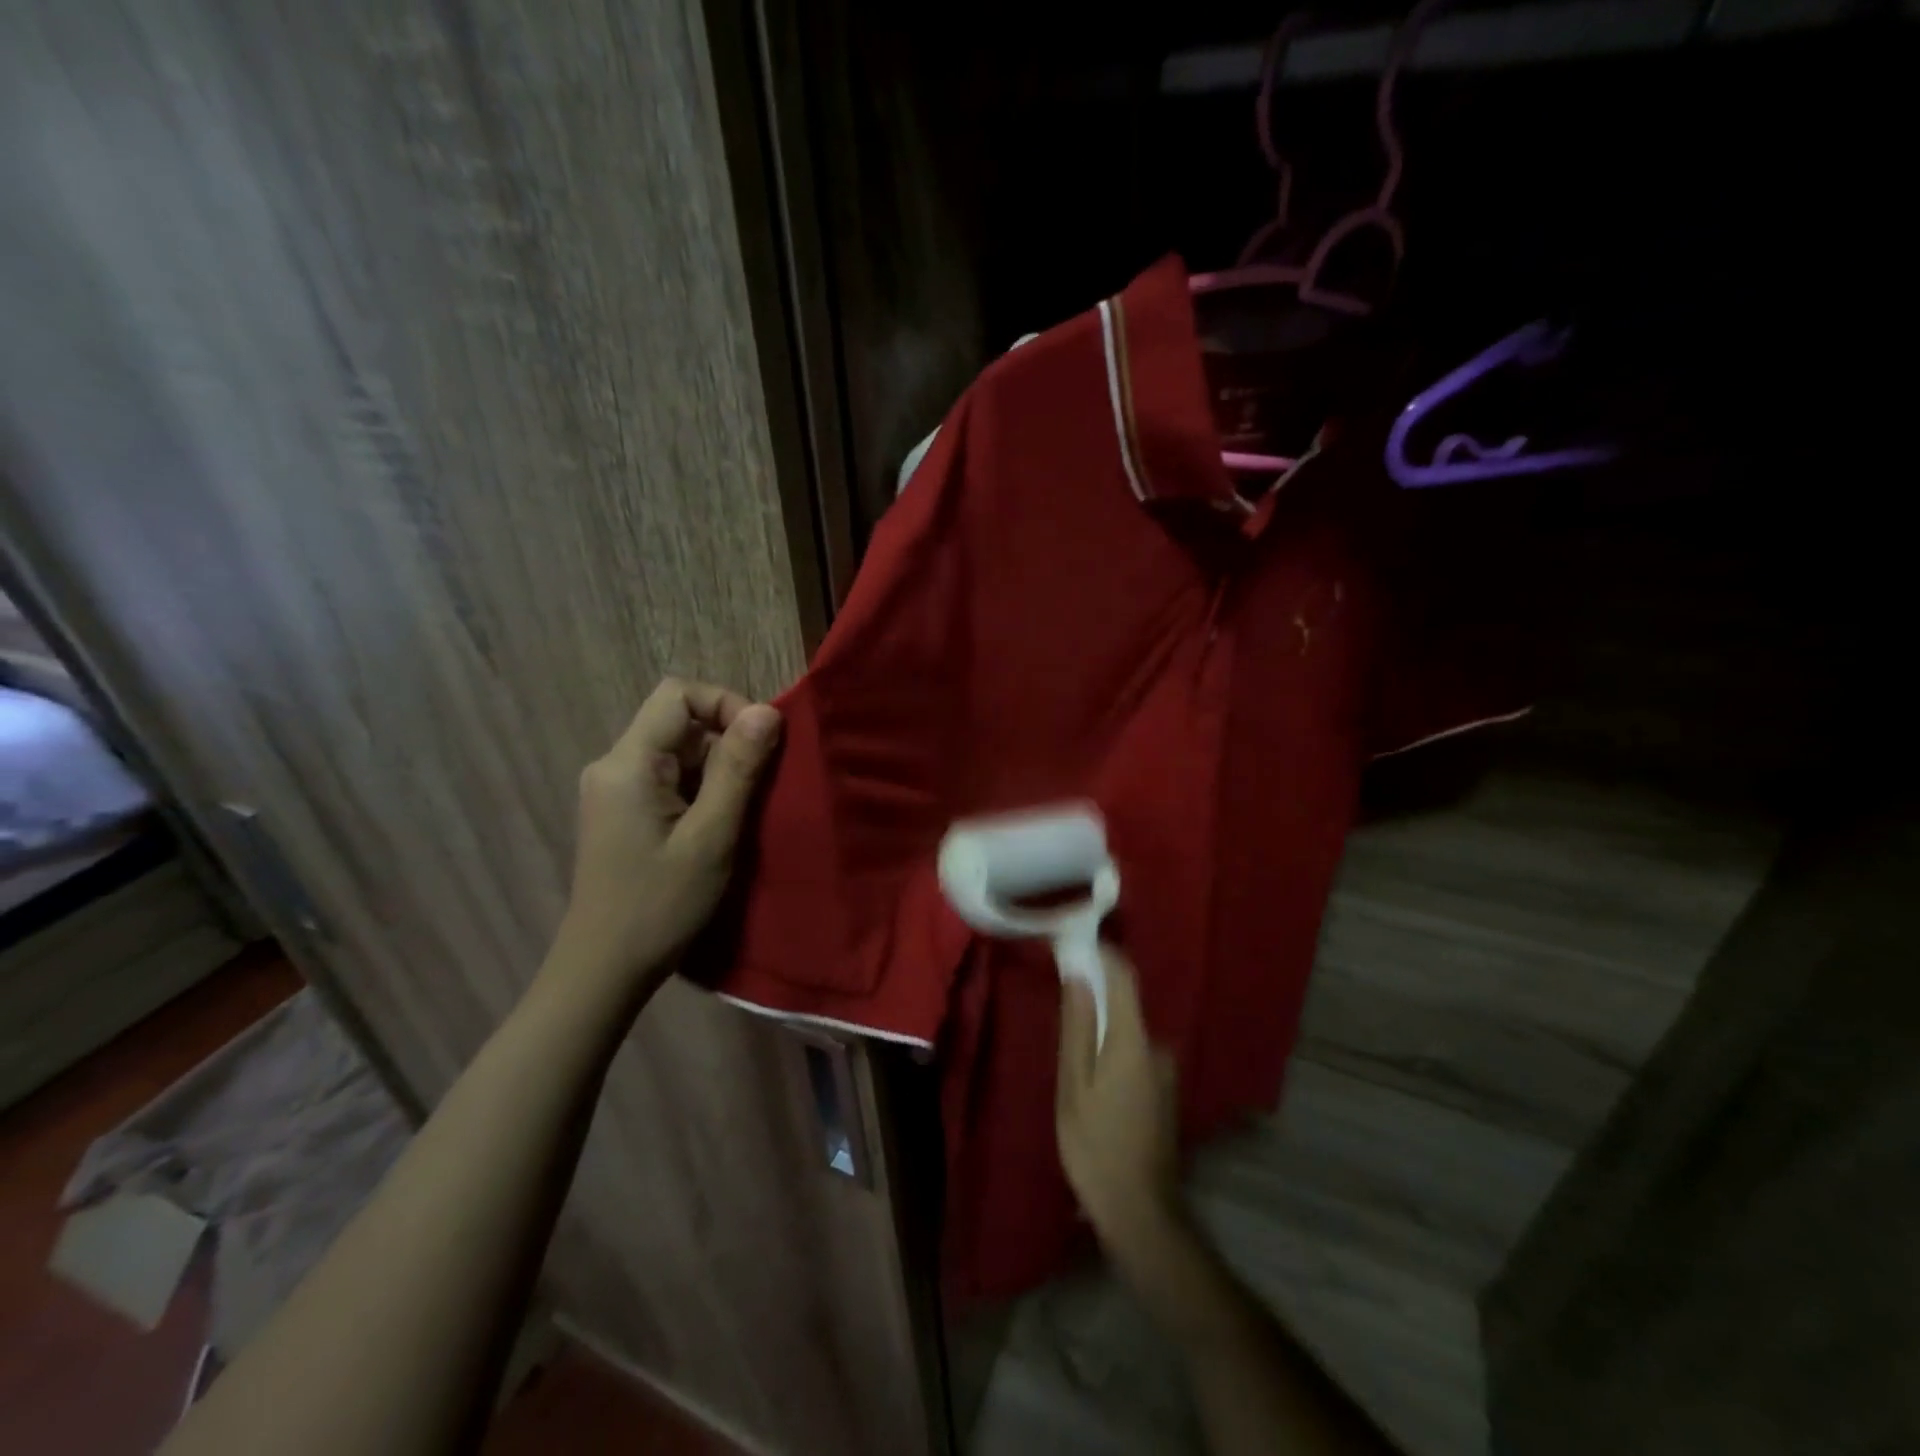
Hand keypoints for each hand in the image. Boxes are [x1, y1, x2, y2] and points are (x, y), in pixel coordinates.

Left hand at [555, 678, 781, 987]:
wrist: (604, 969)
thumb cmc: (660, 905)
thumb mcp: (711, 836)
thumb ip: (738, 770)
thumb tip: (767, 712)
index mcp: (627, 763)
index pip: (677, 695)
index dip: (725, 704)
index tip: (761, 743)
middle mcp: (613, 765)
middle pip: (678, 721)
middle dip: (727, 743)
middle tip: (759, 788)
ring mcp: (614, 789)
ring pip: (677, 751)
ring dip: (718, 770)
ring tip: (741, 813)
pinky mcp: (622, 811)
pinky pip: (669, 778)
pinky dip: (701, 789)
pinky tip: (716, 827)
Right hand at [1056, 945, 1183, 1258]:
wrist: (1141, 1213)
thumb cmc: (1095, 1146)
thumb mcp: (1073, 1086)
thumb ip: (1077, 1028)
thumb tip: (1078, 977)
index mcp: (1133, 1040)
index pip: (1123, 977)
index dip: (1101, 954)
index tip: (1074, 944)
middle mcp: (1158, 1047)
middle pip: (1125, 1004)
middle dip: (1094, 997)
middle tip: (1059, 1007)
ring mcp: (1166, 1071)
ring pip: (1128, 1032)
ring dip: (1102, 1030)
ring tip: (1071, 1053)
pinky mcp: (1165, 1092)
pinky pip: (1135, 1053)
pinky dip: (1113, 1051)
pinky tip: (1093, 1081)